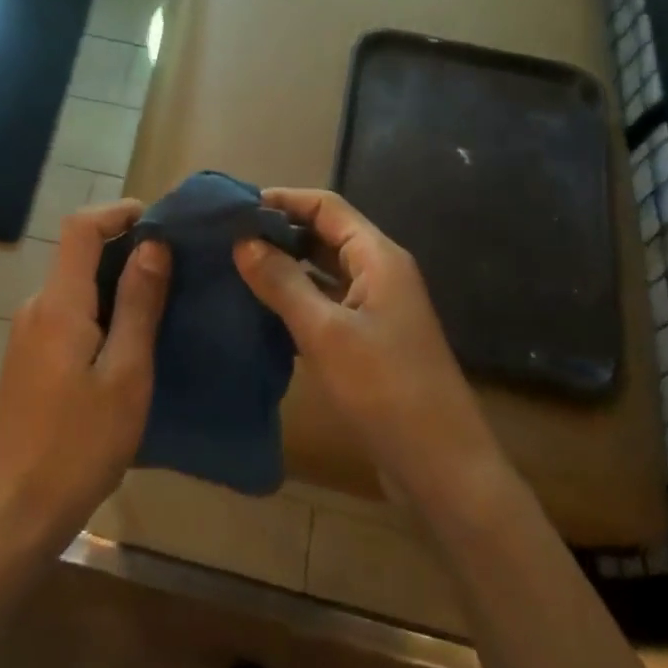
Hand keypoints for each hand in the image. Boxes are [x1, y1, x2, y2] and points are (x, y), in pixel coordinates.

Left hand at [0, 201, 169, 567]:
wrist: (15, 511)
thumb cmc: (78, 445)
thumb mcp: (125, 375)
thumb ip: (138, 305)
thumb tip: (152, 244)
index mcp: (58, 304)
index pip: (81, 227)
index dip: (119, 212)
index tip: (162, 221)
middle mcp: (36, 307)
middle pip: (78, 254)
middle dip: (126, 248)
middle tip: (178, 267)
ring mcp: (27, 335)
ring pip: (75, 287)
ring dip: (116, 283)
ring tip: (164, 303)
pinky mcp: (28, 360)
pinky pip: (68, 315)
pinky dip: (101, 311)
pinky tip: (130, 342)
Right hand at [234, 188, 496, 498]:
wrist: (442, 468)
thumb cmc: (386, 389)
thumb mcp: (325, 332)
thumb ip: (282, 282)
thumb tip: (242, 242)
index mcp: (378, 257)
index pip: (326, 206)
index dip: (281, 200)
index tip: (233, 208)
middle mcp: (379, 273)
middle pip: (324, 234)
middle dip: (278, 232)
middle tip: (225, 239)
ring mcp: (375, 308)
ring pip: (322, 270)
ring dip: (284, 266)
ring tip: (234, 268)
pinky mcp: (368, 340)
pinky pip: (325, 303)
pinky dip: (295, 299)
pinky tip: (259, 310)